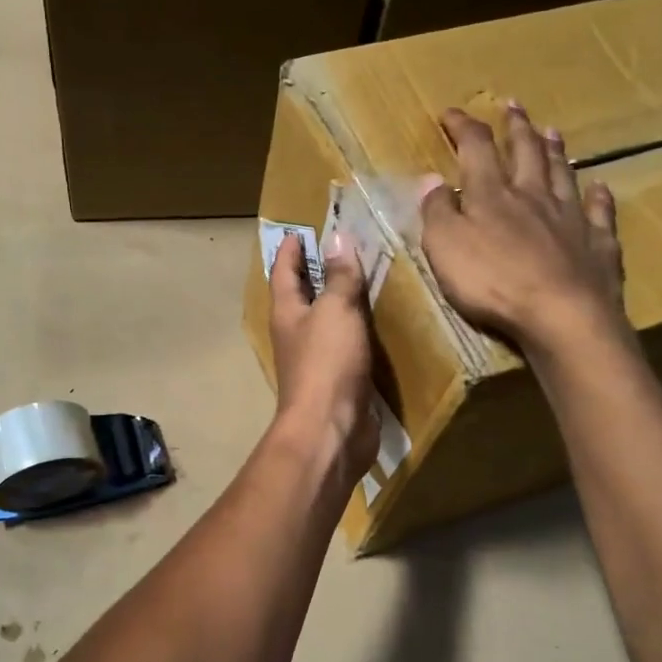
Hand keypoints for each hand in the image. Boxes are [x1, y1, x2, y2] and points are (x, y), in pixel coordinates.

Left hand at [268, 232, 378, 480]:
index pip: (283, 272)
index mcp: (287, 313)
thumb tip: (338, 238)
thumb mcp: (335, 311)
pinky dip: (358, 330)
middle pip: (302, 296)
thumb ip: (339, 276)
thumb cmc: (327, 364)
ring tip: (364, 279)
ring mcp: (316, 360)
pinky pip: (347, 346)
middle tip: (338, 249)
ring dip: (339, 302)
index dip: (290, 250)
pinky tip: (377, 324)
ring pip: (326, 322)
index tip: (298, 231)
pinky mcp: (338, 381)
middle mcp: (296, 334)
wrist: (330, 430)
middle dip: (315, 273)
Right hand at [419, 102, 627, 349]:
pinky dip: (598, 197)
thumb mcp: (445, 247)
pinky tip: (599, 187)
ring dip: (555, 151)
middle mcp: (534, 196)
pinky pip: (599, 212)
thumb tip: (430, 179)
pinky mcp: (597, 244)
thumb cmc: (493, 282)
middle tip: (513, 105)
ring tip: (552, 131)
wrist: (561, 314)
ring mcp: (570, 218)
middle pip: (526, 152)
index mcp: (492, 195)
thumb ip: (437, 212)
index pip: (476, 148)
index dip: (463, 127)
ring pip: (562, 174)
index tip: (451, 113)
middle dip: (516, 127)